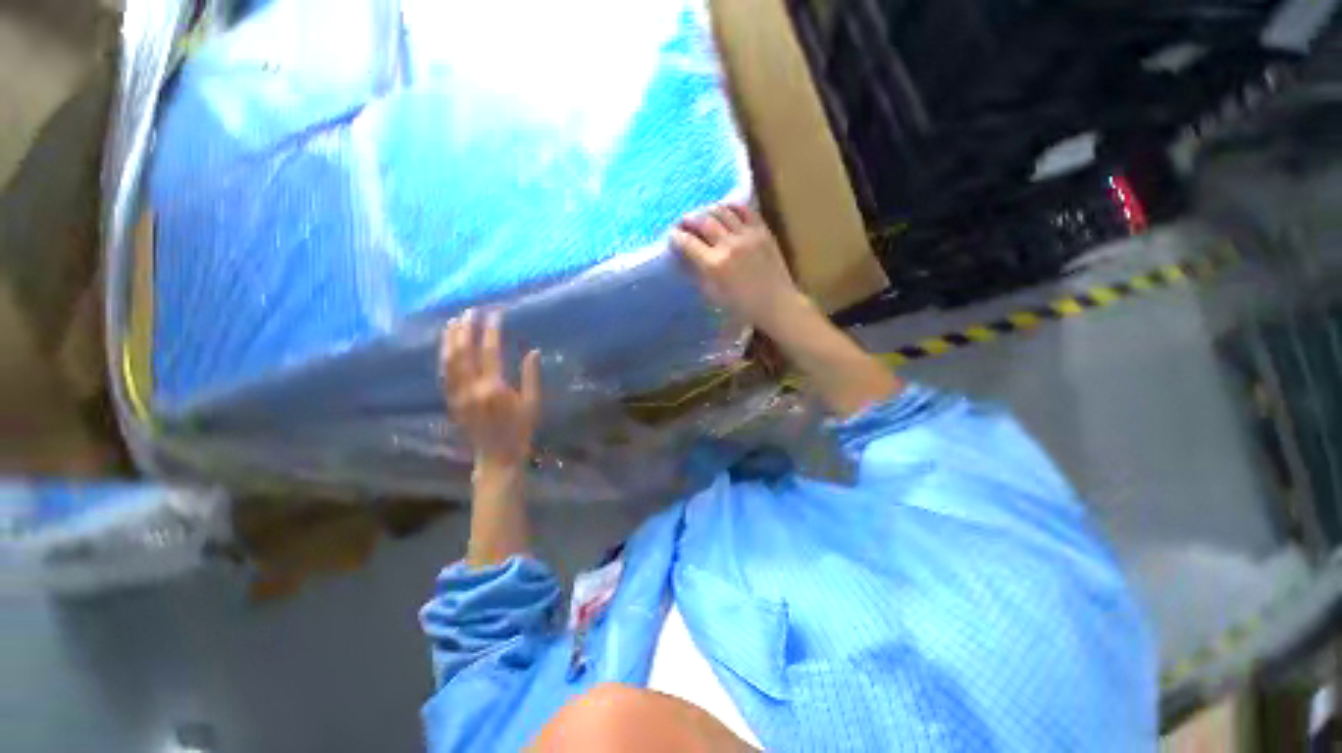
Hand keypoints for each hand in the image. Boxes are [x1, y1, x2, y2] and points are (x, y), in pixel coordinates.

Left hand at [440, 309, 540, 469]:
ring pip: (448, 362)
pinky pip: (444, 374)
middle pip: (463, 353)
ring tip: (454, 322)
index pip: (489, 352)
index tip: (495, 314)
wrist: (497, 457)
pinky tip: (448, 346)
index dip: (491, 331)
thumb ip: (532, 376)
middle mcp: (471, 389)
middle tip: (471, 312)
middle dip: (466, 329)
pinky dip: (445, 356)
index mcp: (493, 389)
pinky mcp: (451, 402)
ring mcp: (457, 395)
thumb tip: (533, 351)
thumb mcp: (533, 403)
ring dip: (450, 340)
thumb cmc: (521, 430)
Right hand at [672, 204, 803, 332]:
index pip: (688, 243)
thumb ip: (697, 273)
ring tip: (702, 214)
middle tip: (683, 222)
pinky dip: (731, 206)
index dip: (676, 236)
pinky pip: (744, 210)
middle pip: (703, 221)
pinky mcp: (762, 230)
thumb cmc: (742, 306)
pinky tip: (725, 209)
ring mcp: (747, 235)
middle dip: (688, 219)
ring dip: (707, 210)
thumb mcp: (713, 295)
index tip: (672, 235)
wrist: (776, 304)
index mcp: (714, 265)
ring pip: (722, 211)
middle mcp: (729, 245)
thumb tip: (684, 258)